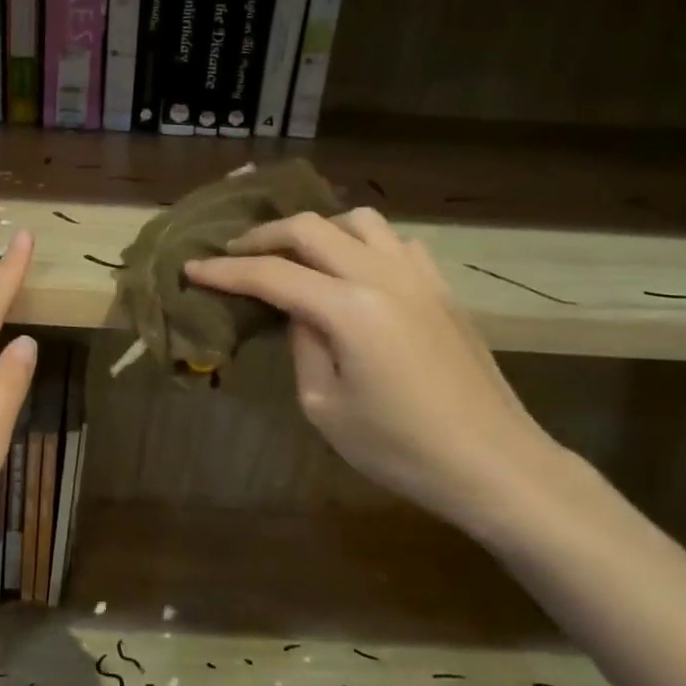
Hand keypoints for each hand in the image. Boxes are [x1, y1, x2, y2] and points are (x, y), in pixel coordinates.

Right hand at [186, 209, 562, 530]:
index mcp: (349, 309)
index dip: (226, 271)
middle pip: (311, 229)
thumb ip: (304, 346)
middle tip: (235, 254)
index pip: (271, 274)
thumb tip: (300, 312)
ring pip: (359, 221)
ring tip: (297, 256)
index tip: (192, 269)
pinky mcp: (442, 289)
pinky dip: (363, 243)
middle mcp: (383, 276)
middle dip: (264, 236)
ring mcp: (420, 277)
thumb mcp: (325, 407)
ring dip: (318, 230)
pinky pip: (396, 242)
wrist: (493, 464)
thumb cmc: (400, 448)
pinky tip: (355, 270)